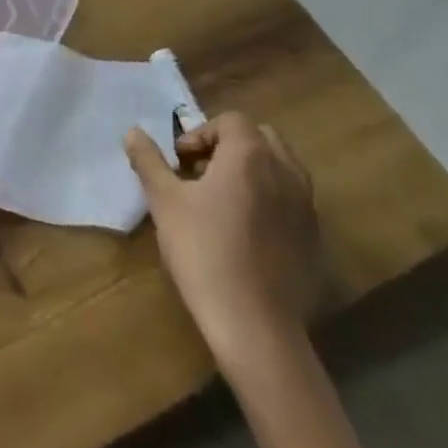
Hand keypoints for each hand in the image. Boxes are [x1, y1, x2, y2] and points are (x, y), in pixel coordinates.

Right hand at [124, 111, 319, 365]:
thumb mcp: (164, 202)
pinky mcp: (314, 238)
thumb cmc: (204, 252)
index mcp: (250, 155)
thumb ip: (149, 161)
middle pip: (260, 138)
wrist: (255, 326)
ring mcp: (306, 206)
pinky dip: (270, 199)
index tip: (180, 161)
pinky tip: (246, 231)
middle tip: (201, 173)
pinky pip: (292, 200)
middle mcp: (285, 171)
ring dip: (252, 171)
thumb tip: (133, 132)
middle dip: (229, 146)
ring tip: (223, 200)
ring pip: (281, 167)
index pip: (230, 120)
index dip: (200, 133)